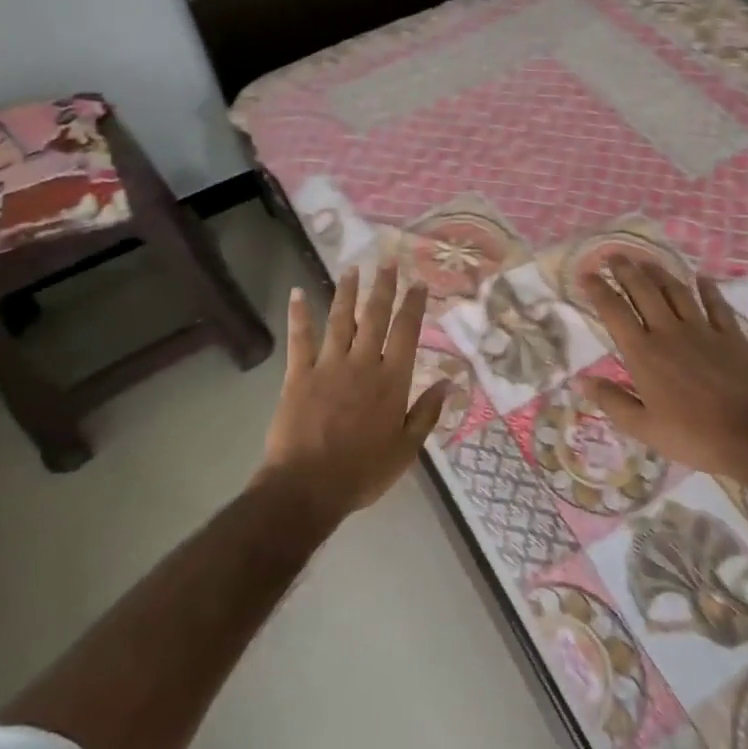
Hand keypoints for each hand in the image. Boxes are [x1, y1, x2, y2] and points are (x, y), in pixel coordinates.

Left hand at [261, 263, 448, 521]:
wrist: (307, 487)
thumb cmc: (362, 472)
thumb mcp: (406, 450)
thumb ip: (427, 413)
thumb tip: (449, 382)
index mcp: (391, 381)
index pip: (407, 333)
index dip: (413, 305)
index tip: (418, 282)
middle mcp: (362, 364)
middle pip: (375, 317)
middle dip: (383, 287)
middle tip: (387, 261)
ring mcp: (328, 366)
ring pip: (340, 319)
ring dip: (347, 292)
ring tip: (352, 268)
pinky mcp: (298, 374)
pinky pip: (300, 339)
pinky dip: (299, 314)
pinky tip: (298, 293)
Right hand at [577, 256, 747, 485]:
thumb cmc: (693, 435)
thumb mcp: (643, 428)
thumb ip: (611, 400)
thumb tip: (580, 379)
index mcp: (644, 354)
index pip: (614, 312)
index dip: (598, 290)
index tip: (587, 274)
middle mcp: (669, 332)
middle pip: (644, 292)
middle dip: (626, 270)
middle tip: (614, 255)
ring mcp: (703, 330)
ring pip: (676, 291)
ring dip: (659, 273)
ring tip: (646, 260)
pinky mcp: (731, 336)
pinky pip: (716, 305)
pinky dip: (707, 289)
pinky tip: (702, 277)